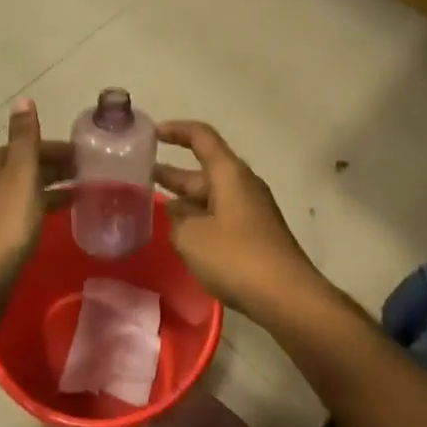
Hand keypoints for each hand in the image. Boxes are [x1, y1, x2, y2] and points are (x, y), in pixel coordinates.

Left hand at [0, 100, 71, 332]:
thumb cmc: (4, 225)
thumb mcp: (21, 175)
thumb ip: (24, 138)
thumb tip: (22, 98)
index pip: (28, 146)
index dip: (58, 150)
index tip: (87, 157)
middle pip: (23, 167)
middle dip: (54, 169)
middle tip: (89, 176)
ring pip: (20, 192)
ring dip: (47, 191)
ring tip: (79, 198)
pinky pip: (17, 215)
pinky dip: (36, 210)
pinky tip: (51, 223)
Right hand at [153, 121, 328, 321]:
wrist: (287, 296)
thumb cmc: (236, 257)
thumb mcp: (191, 237)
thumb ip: (177, 220)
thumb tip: (178, 214)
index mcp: (228, 173)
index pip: (200, 137)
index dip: (175, 130)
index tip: (151, 133)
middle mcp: (242, 184)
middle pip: (203, 169)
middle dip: (172, 172)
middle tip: (139, 176)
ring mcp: (251, 209)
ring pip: (210, 195)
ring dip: (183, 199)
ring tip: (152, 206)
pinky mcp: (255, 234)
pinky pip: (220, 215)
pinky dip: (198, 218)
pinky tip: (180, 234)